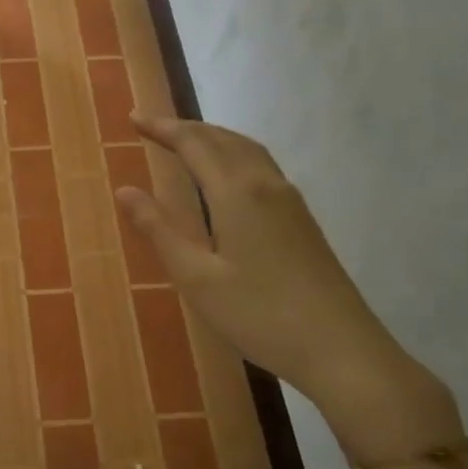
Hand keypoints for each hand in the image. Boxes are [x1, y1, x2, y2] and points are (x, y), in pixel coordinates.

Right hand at [114, 114, 458, 460]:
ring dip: (214, 138)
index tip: (134, 119)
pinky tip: (228, 177)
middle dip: (187, 128)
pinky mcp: (303, 221)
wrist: (341, 349)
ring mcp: (291, 202)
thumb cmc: (259, 315)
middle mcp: (266, 185)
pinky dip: (235, 156)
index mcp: (237, 193)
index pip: (194, 144)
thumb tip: (125, 190)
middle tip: (153, 127)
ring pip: (248, 151)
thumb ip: (159, 230)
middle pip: (224, 139)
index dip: (163, 128)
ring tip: (187, 142)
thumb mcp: (197, 277)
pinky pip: (262, 168)